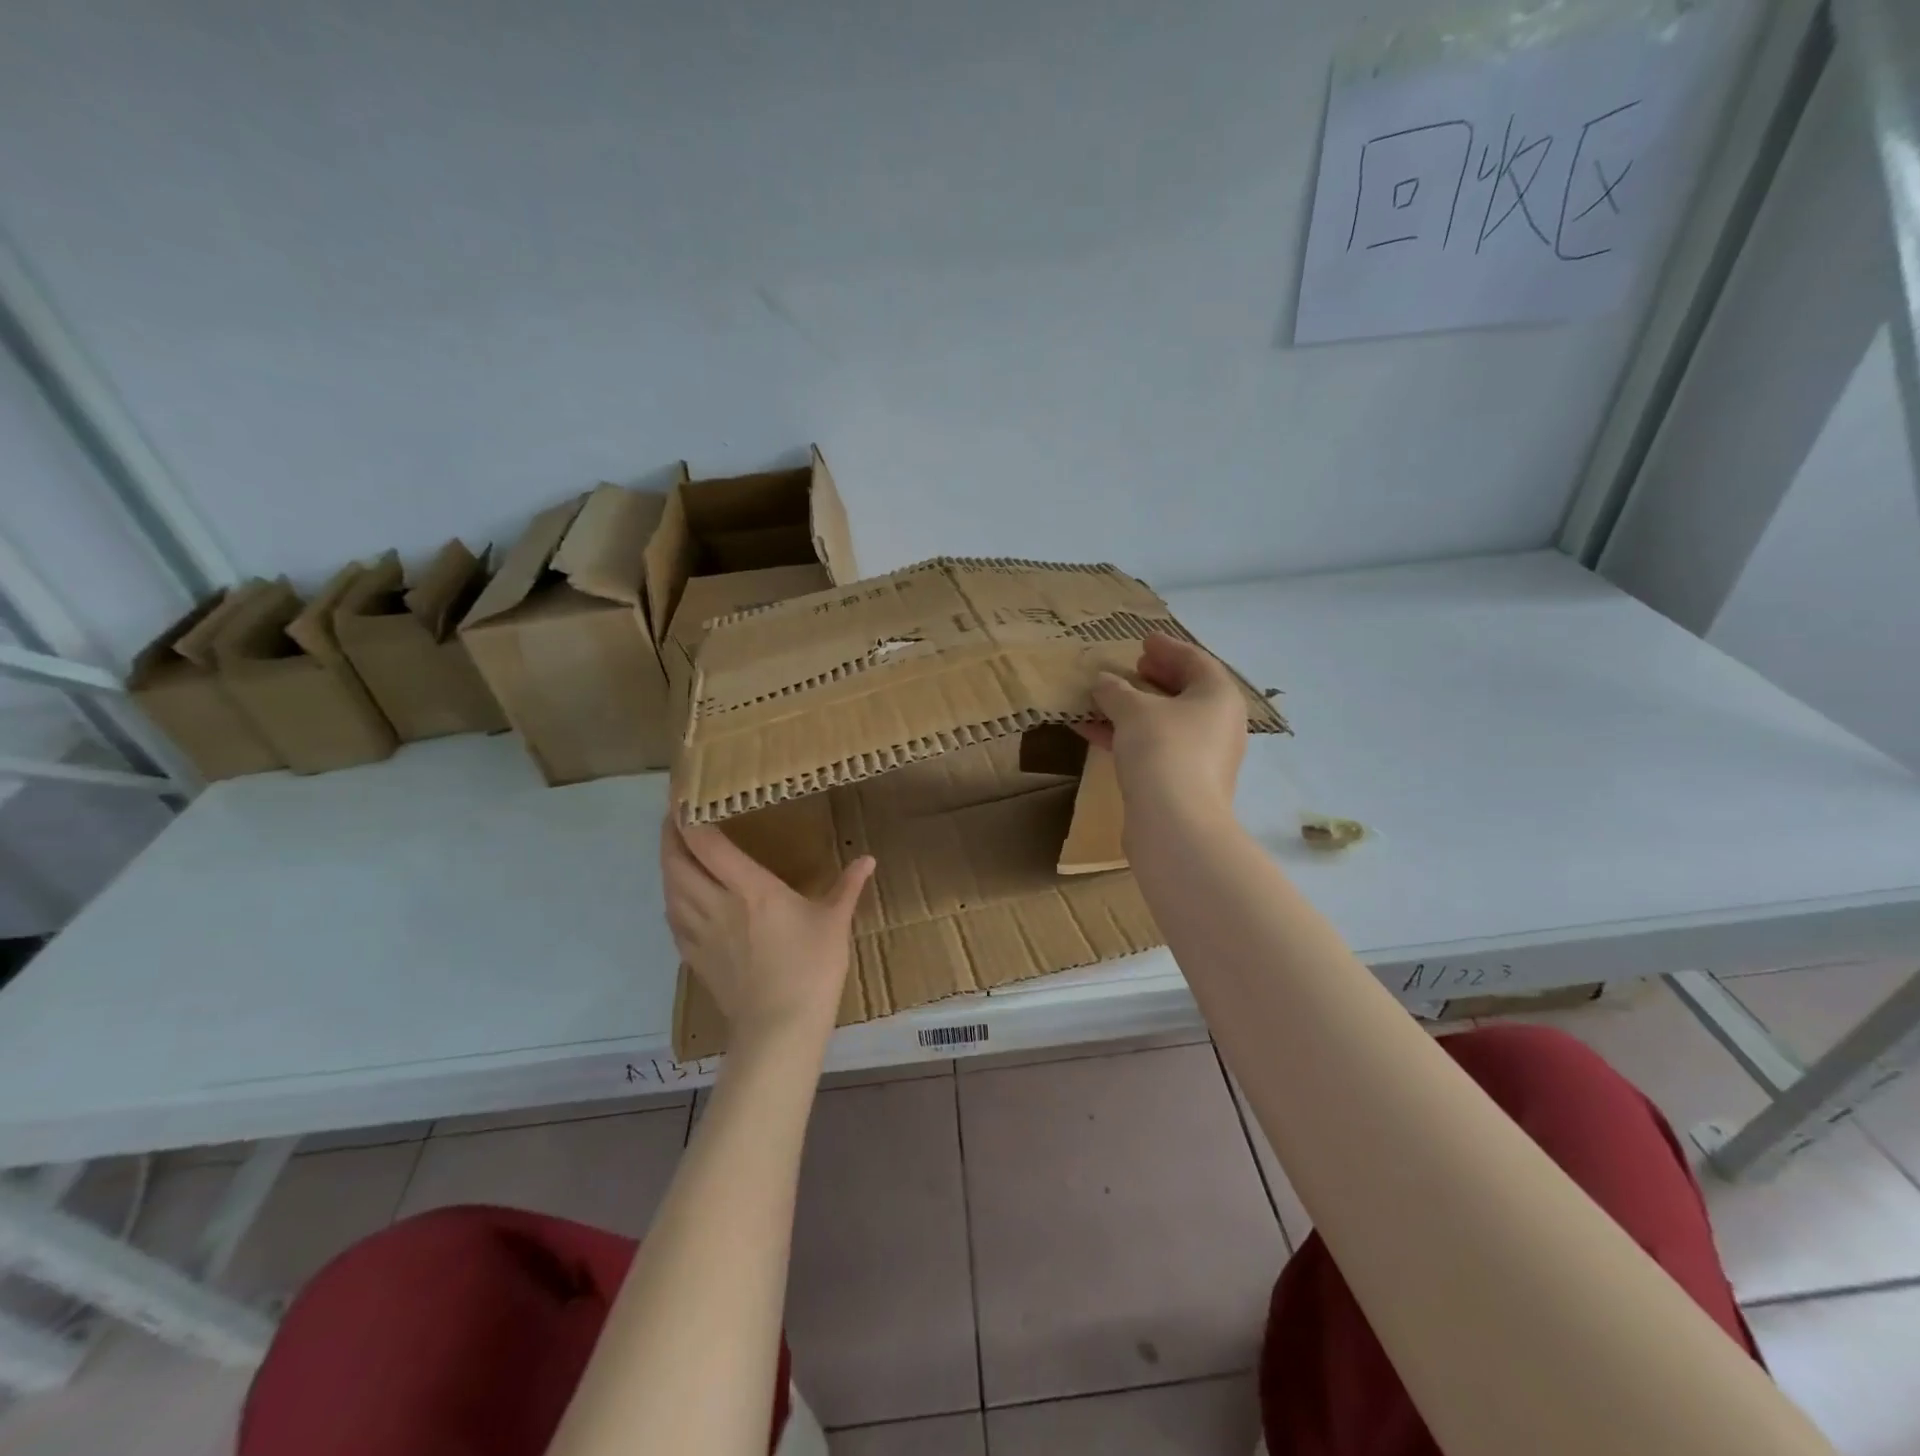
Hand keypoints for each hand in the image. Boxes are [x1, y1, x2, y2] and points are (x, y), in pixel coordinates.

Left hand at [660, 816, 875, 1046]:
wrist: (779, 1028)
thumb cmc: (811, 969)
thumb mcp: (834, 922)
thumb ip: (847, 886)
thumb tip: (868, 859)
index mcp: (750, 889)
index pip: (706, 844)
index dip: (689, 818)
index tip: (686, 798)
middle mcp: (716, 904)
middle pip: (676, 862)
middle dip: (670, 835)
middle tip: (676, 817)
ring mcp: (700, 933)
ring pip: (669, 889)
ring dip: (667, 863)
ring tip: (676, 849)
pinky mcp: (694, 957)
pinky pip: (673, 917)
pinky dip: (671, 897)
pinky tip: (679, 895)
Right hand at [1076, 633, 1247, 823]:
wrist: (1175, 824)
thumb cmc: (1163, 751)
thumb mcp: (1133, 711)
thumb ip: (1116, 691)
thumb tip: (1103, 681)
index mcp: (1218, 696)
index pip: (1196, 660)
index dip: (1168, 648)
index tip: (1143, 641)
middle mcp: (1219, 724)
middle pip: (1185, 692)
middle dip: (1155, 678)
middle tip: (1132, 668)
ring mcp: (1204, 757)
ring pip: (1167, 723)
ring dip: (1135, 709)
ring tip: (1104, 699)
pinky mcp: (1184, 783)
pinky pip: (1156, 748)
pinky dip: (1129, 737)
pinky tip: (1094, 733)